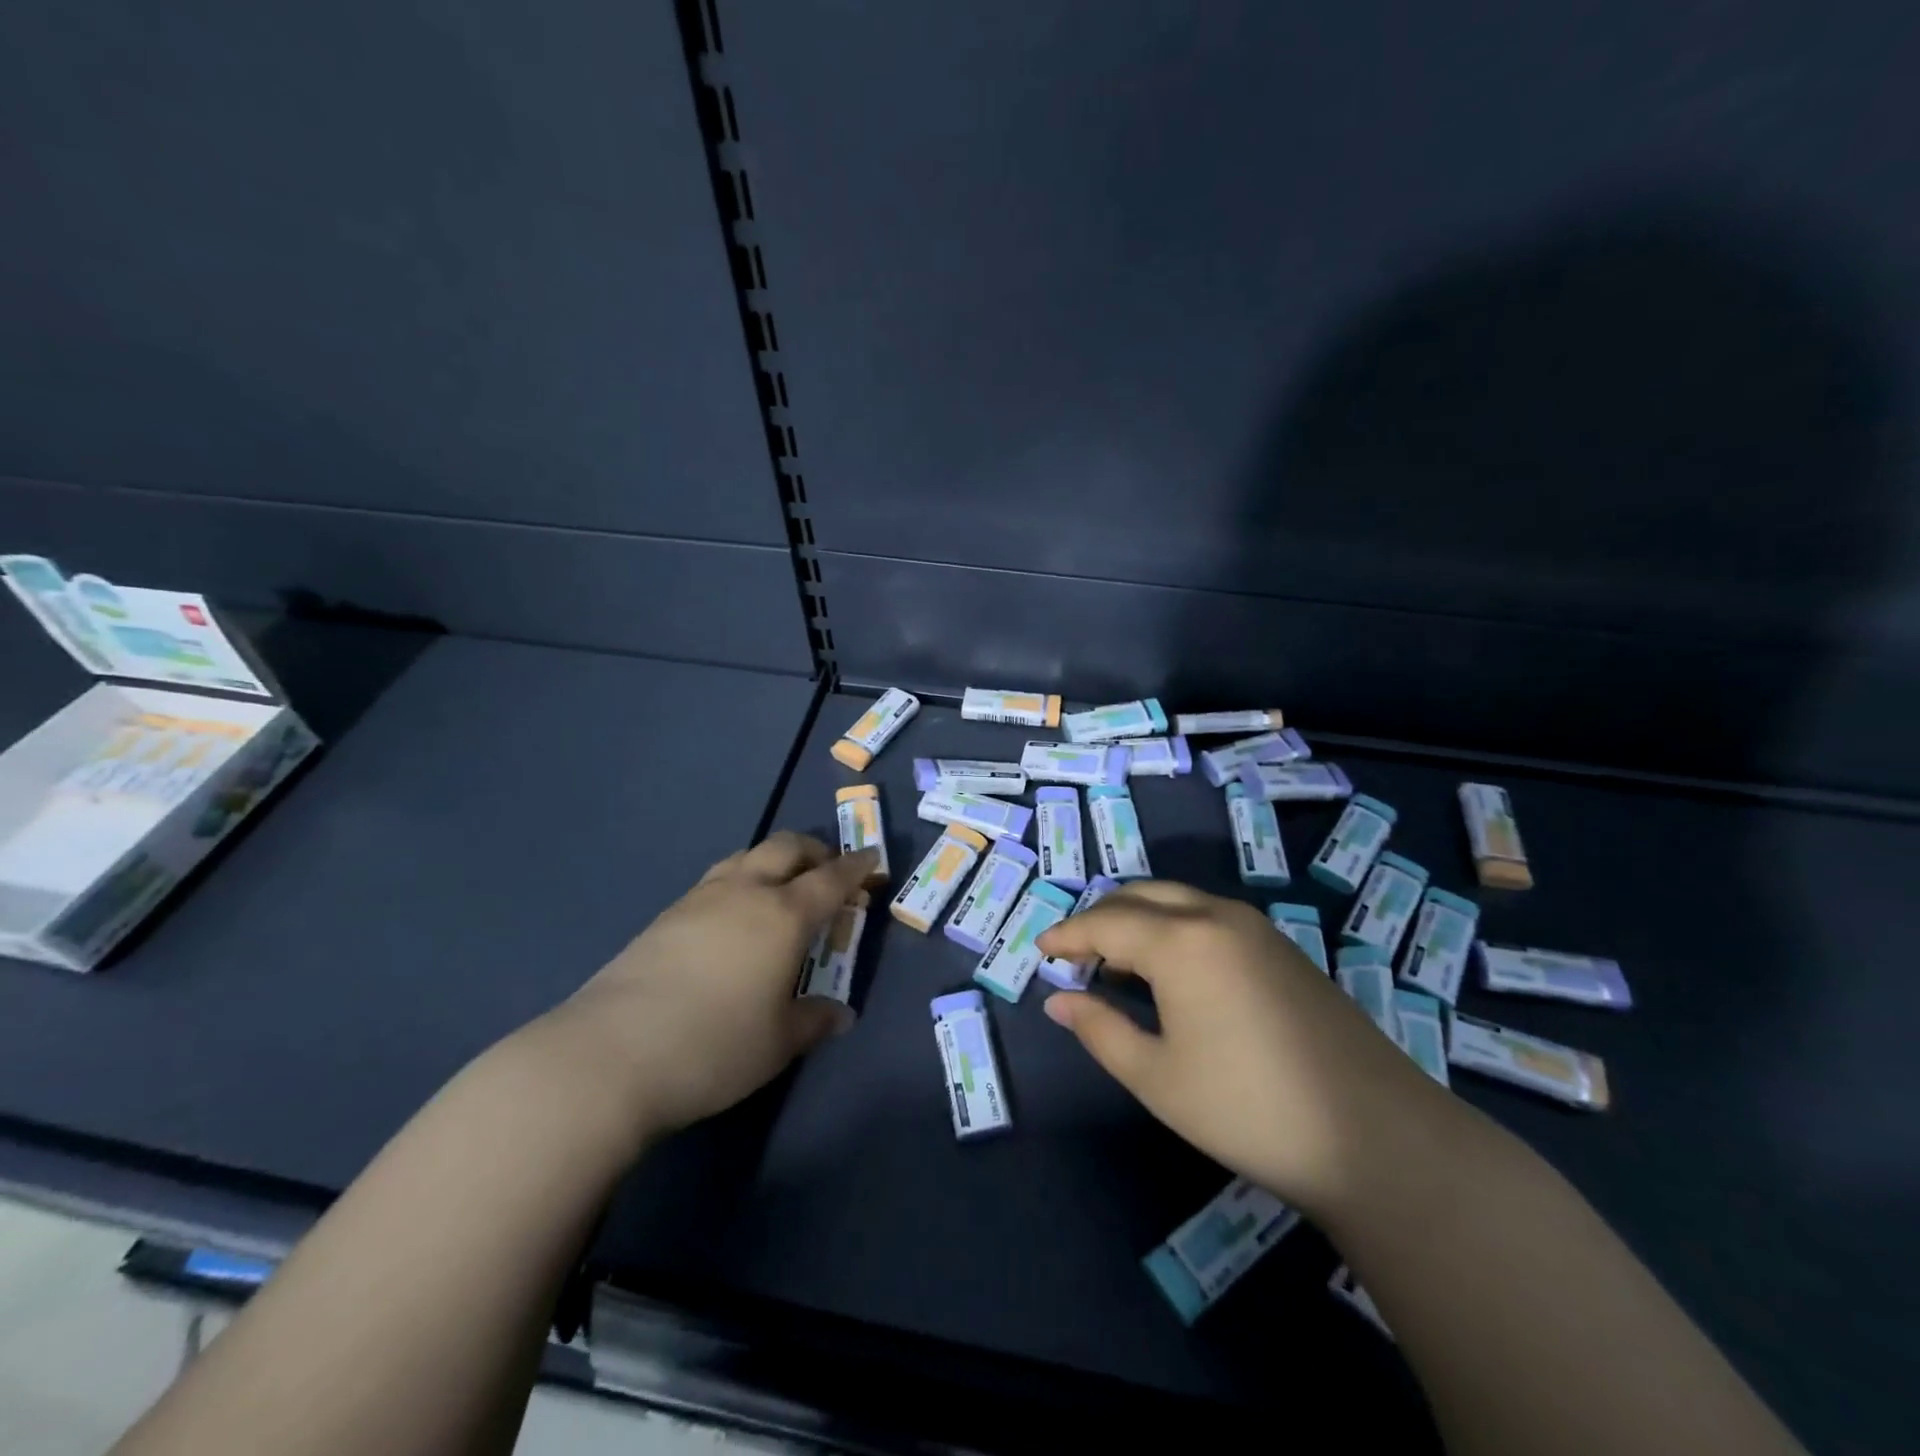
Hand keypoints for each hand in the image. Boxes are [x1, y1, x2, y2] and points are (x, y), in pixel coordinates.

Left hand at [553, 832, 874, 1138]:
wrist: (610, 1054)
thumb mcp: (778, 1042)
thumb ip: (814, 1020)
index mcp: (783, 915)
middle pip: (786, 848)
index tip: (873, 861)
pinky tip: (734, 918)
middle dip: (815, 851)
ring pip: (746, 857)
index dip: (856, 868)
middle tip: (829, 872)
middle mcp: (744, 892)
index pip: (831, 878)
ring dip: (773, 862)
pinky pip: (717, 880)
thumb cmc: (714, 1046)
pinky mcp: (665, 916)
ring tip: (781, 890)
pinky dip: (740, 882)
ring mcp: (700, 899)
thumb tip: (841, 1015)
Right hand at [1034, 881, 1455, 1215]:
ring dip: (1138, 919)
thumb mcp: (1157, 1077)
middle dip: (1100, 919)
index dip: (1067, 935)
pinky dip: (1173, 928)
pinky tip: (1172, 973)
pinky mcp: (1282, 947)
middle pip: (1140, 896)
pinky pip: (1208, 916)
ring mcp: (1255, 927)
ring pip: (1177, 900)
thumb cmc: (1248, 1108)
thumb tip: (1059, 1001)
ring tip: (1117, 964)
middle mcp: (1215, 916)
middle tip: (1075, 956)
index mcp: (1179, 941)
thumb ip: (1100, 1030)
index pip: (1105, 922)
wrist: (1377, 1136)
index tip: (1040, 950)